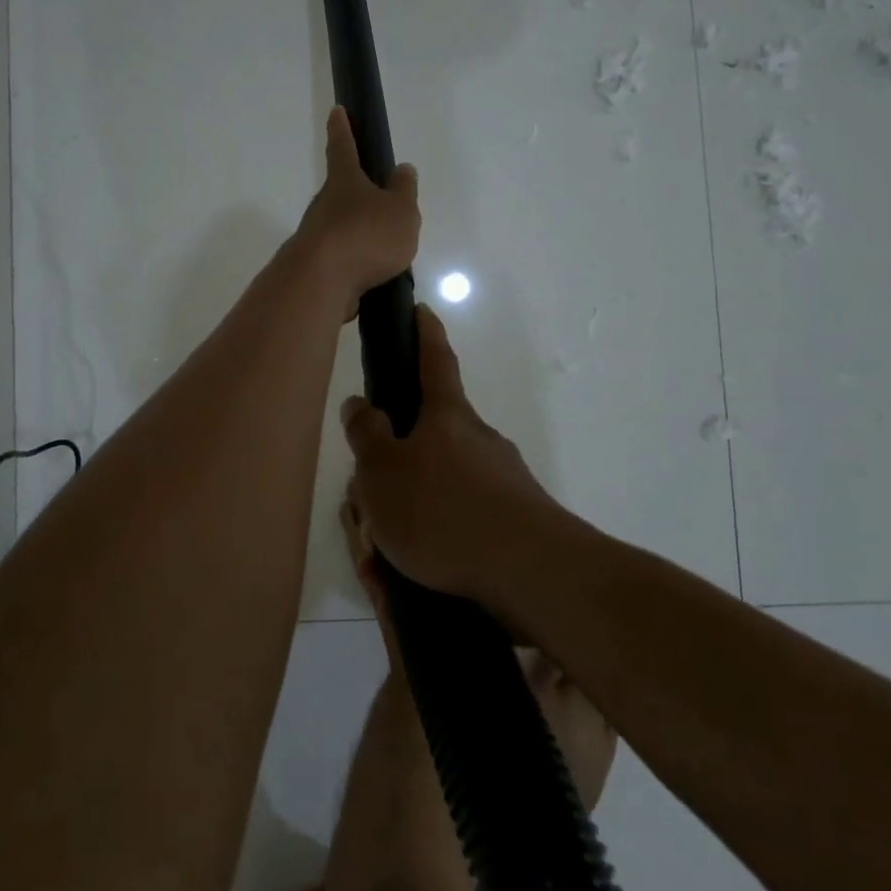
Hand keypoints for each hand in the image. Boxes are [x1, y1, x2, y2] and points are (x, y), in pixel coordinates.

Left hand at [292, 107, 419, 316]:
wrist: (321, 282)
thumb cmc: (365, 235)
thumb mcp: (400, 210)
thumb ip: (404, 190)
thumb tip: (402, 169)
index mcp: (345, 182)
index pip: (343, 147)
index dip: (342, 129)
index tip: (336, 111)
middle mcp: (325, 204)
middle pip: (341, 192)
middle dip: (358, 194)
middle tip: (382, 202)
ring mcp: (316, 236)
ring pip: (341, 227)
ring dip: (359, 233)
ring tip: (387, 250)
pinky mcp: (316, 266)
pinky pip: (341, 259)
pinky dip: (356, 263)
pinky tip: (372, 276)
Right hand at [340, 305, 564, 613]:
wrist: (530, 574)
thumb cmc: (443, 511)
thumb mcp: (382, 472)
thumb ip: (366, 435)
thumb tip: (360, 403)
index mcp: (447, 416)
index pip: (435, 359)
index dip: (425, 332)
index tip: (421, 309)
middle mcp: (478, 441)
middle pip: (428, 440)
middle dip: (394, 466)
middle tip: (365, 508)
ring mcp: (500, 482)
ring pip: (437, 490)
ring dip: (405, 519)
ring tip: (378, 562)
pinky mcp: (511, 524)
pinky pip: (455, 528)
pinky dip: (426, 548)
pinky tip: (407, 581)